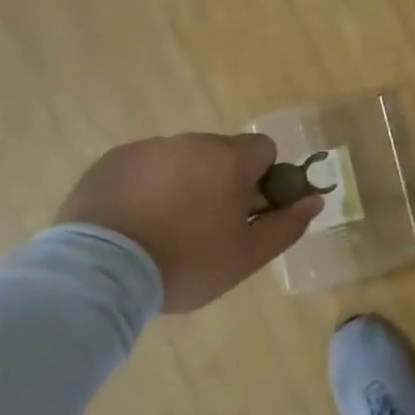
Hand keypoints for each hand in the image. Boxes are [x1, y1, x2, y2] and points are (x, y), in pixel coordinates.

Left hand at [55, 133, 323, 313]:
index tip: (247, 211)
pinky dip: (145, 187)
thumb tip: (315, 200)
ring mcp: (147, 148)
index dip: (263, 178)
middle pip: (221, 153)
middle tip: (205, 227)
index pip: (264, 149)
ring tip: (162, 229)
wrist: (99, 273)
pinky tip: (132, 223)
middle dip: (220, 181)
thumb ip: (287, 225)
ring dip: (182, 183)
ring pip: (180, 159)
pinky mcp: (110, 161)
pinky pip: (143, 167)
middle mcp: (191, 142)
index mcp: (229, 159)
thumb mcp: (247, 256)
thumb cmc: (186, 263)